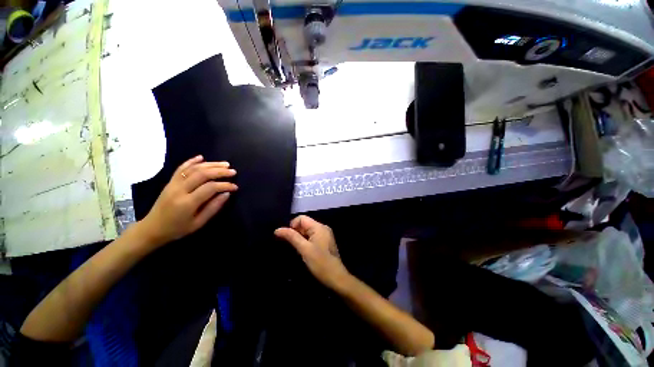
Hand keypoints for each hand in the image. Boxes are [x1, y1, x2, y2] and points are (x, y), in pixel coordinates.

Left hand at [136, 155, 237, 247]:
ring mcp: (173, 184)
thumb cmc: (177, 229)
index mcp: (187, 203)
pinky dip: (191, 161)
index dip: (225, 185)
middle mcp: (179, 190)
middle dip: (220, 171)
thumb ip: (213, 207)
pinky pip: (181, 168)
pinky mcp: (170, 182)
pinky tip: (201, 157)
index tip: (235, 187)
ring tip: (225, 164)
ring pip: (193, 169)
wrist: (152, 228)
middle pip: (202, 174)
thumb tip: (227, 194)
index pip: (210, 188)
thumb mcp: (198, 223)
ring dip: (211, 164)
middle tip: (233, 171)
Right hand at [275, 215, 350, 290]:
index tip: (288, 238)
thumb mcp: (304, 249)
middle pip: (305, 223)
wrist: (336, 277)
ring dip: (300, 237)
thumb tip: (277, 229)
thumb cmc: (320, 263)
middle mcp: (323, 227)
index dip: (292, 225)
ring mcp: (325, 234)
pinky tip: (304, 250)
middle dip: (296, 232)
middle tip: (292, 245)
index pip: (302, 218)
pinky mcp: (325, 241)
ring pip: (308, 230)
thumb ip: (291, 237)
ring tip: (297, 248)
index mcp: (319, 226)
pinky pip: (312, 236)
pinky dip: (306, 241)